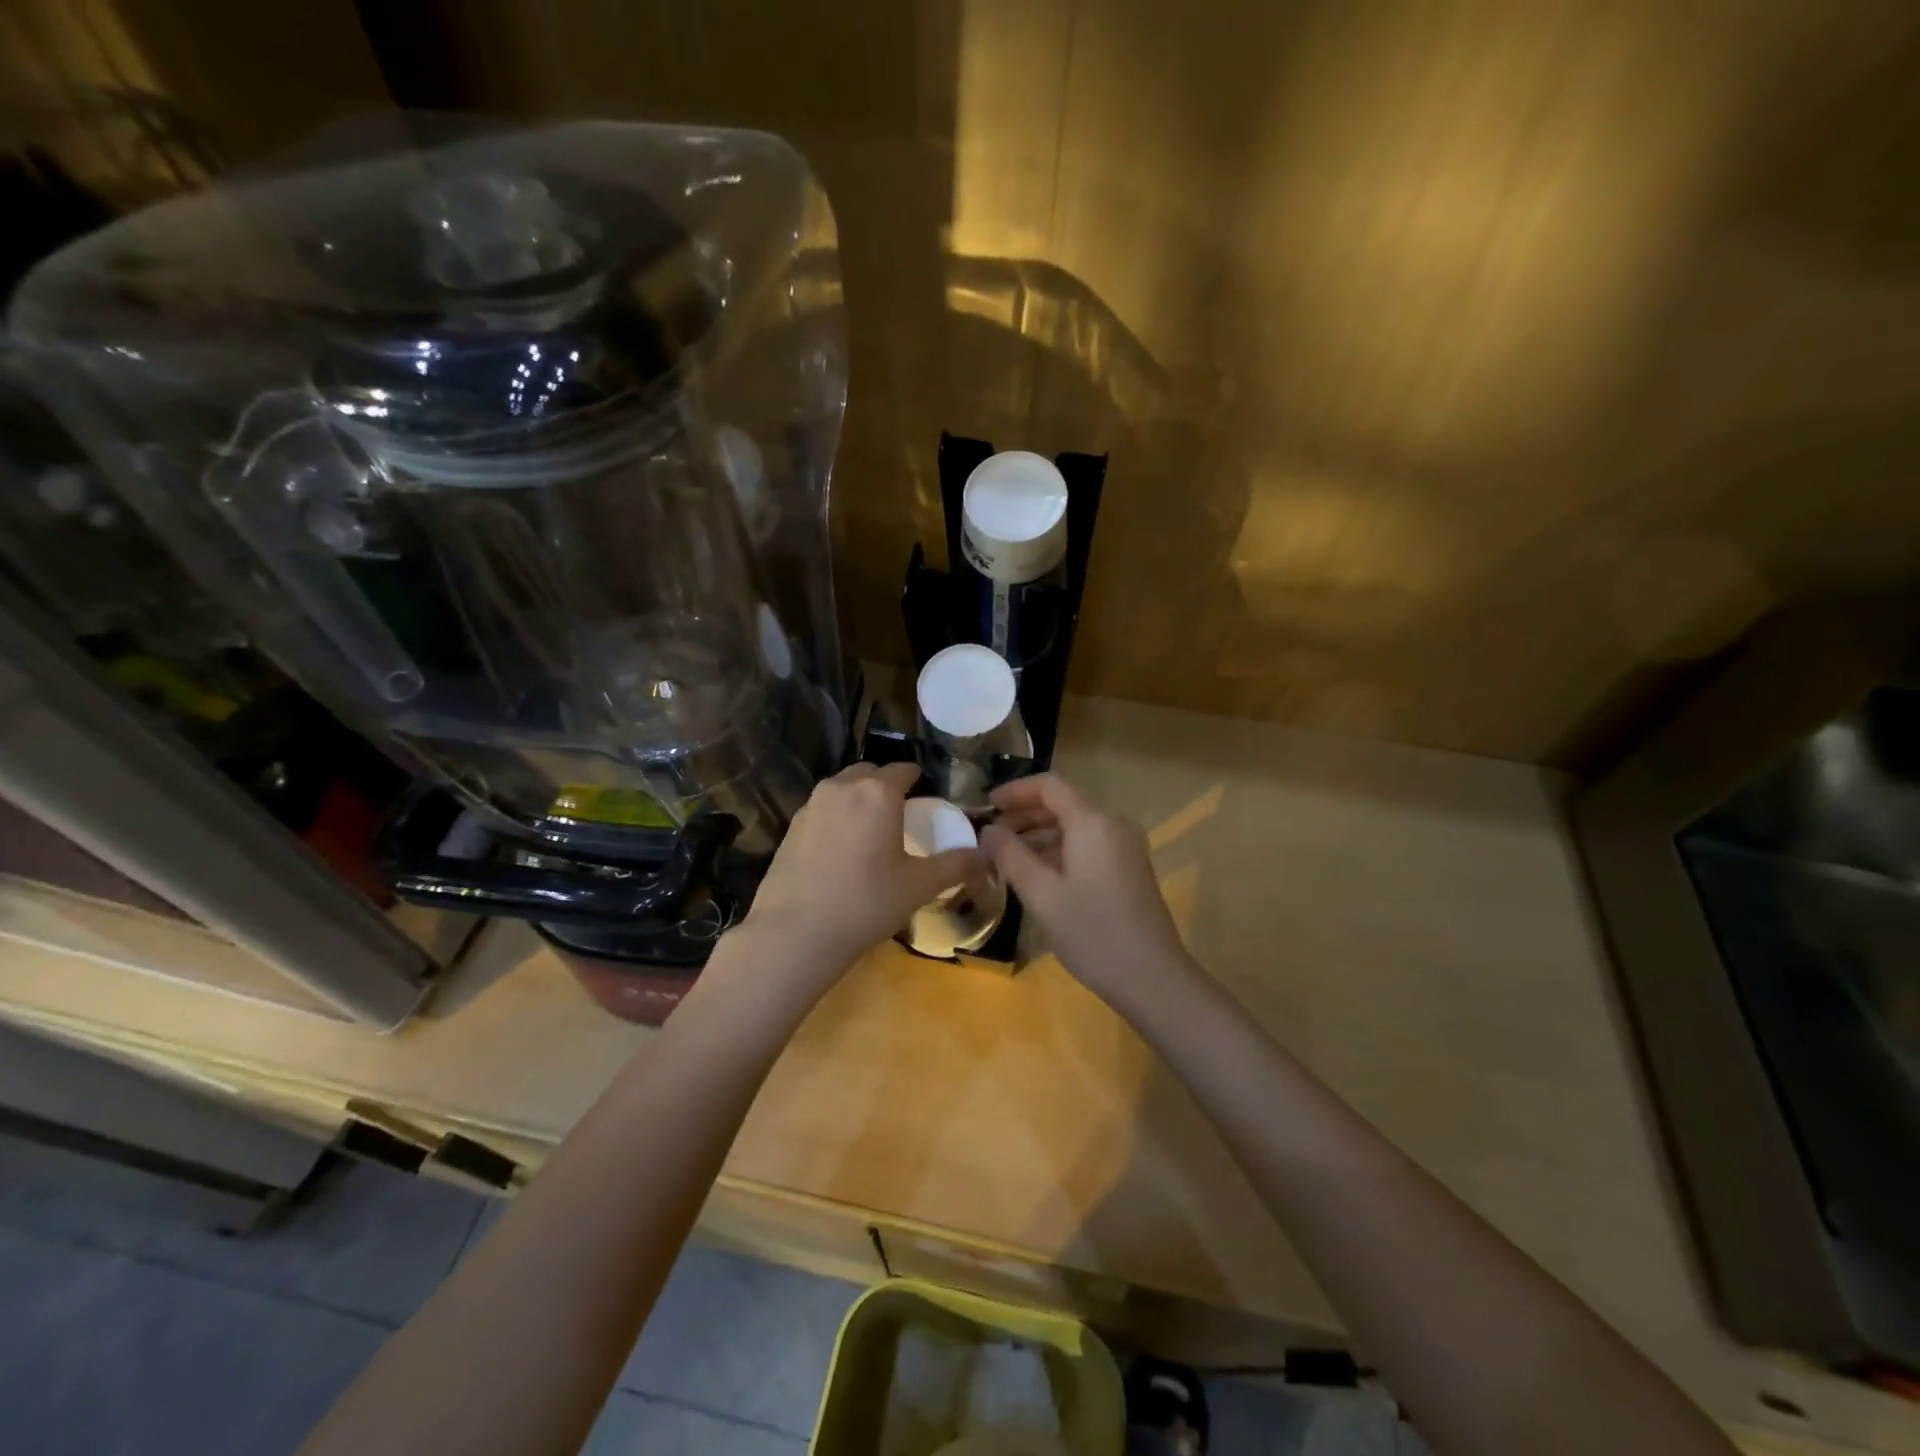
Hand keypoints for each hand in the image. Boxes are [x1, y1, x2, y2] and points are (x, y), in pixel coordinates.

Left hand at [741, 762, 978, 977]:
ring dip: (859, 801)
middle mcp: (843, 786)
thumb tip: (985, 856)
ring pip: (843, 789)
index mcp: (878, 791)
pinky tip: (840, 853)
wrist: (795, 932)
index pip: (905, 769)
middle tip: (900, 818)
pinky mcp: (790, 826)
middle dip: (886, 787)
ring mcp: (811, 804)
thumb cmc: (866, 902)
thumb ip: (956, 865)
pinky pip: (823, 810)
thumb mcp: (919, 886)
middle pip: (871, 773)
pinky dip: (836, 819)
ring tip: (870, 834)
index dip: (919, 781)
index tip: (927, 801)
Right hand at [979, 774, 1191, 1004]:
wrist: (1153, 978)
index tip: (986, 807)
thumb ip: (1010, 856)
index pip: (1049, 786)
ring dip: (1039, 836)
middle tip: (990, 839)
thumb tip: (988, 831)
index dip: (1015, 791)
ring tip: (1006, 860)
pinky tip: (1037, 877)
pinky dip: (1059, 852)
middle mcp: (1112, 825)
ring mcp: (1125, 848)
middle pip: (1062, 805)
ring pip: (1074, 827)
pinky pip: (1087, 846)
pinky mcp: (1129, 870)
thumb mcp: (1041, 894)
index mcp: (1092, 822)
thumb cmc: (1092, 932)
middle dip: (1023, 816)